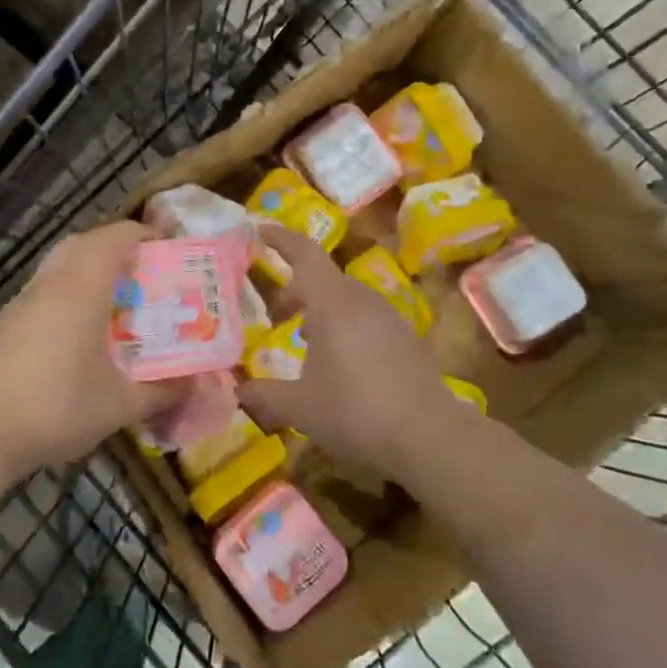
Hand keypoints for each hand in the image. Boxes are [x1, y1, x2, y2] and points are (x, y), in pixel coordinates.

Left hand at [0, 220, 177, 480]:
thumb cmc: (56, 407)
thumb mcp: (120, 404)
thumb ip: (162, 391)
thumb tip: (196, 385)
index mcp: (81, 288)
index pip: (113, 238)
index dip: (142, 234)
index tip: (166, 246)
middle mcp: (49, 284)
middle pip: (82, 243)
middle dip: (113, 247)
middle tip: (141, 271)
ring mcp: (21, 303)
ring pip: (58, 266)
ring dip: (86, 270)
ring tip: (114, 302)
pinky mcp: (4, 325)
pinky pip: (42, 292)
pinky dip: (65, 294)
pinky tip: (77, 334)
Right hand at [237, 224, 461, 478]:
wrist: (429, 436)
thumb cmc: (355, 411)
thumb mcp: (300, 407)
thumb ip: (265, 395)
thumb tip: (237, 391)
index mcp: (332, 303)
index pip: (304, 253)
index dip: (281, 239)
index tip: (259, 231)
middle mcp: (361, 300)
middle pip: (323, 277)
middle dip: (296, 290)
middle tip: (276, 316)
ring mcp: (388, 317)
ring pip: (346, 298)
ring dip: (321, 310)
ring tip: (305, 342)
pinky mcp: (406, 338)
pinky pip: (365, 317)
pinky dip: (344, 325)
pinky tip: (340, 363)